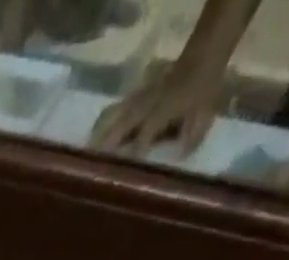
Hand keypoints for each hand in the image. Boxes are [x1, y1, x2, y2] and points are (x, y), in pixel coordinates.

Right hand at [91, 49, 227, 155]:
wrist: (203, 57)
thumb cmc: (202, 92)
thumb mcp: (204, 116)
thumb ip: (190, 138)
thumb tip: (177, 159)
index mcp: (161, 113)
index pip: (142, 139)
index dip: (132, 156)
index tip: (119, 174)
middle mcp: (145, 107)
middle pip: (119, 128)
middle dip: (105, 147)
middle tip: (90, 167)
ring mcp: (138, 99)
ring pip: (112, 117)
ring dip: (98, 134)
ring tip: (84, 153)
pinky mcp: (134, 96)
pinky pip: (114, 110)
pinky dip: (103, 122)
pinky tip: (94, 134)